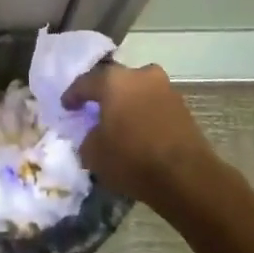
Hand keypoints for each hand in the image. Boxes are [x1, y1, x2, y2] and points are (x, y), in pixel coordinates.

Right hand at [65, 61, 211, 204]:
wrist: (187, 177)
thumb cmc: (132, 159)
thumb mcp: (94, 154)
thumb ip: (88, 138)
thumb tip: (94, 135)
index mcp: (113, 80)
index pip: (85, 82)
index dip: (73, 95)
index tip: (66, 106)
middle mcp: (140, 75)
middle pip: (115, 80)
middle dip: (104, 93)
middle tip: (94, 108)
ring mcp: (165, 88)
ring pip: (138, 90)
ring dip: (127, 102)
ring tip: (119, 121)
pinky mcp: (183, 106)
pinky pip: (154, 104)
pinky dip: (144, 113)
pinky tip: (138, 130)